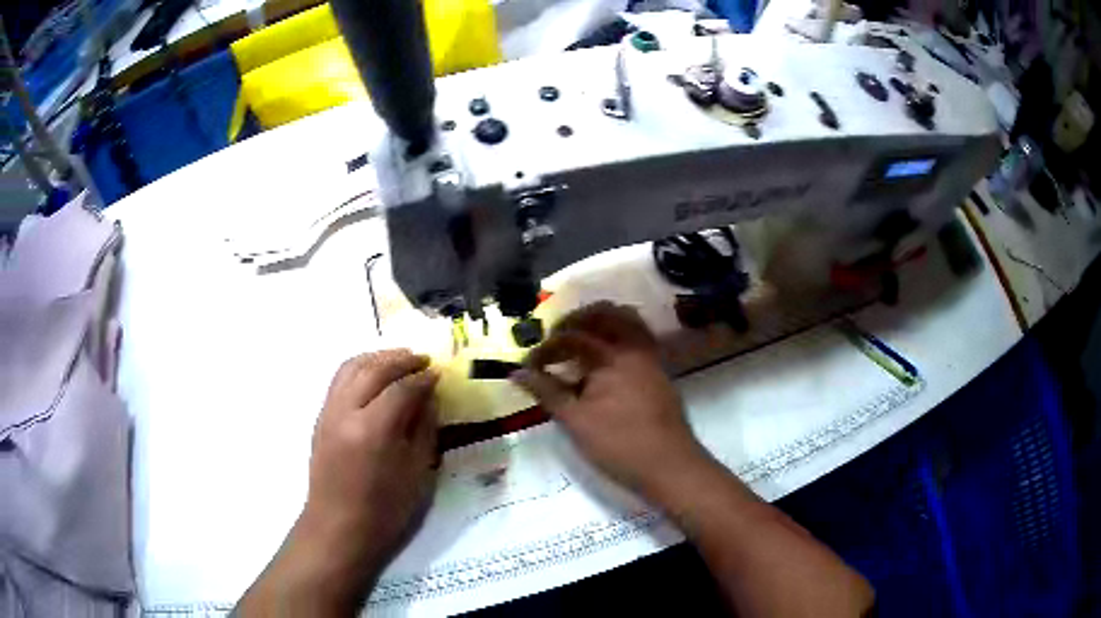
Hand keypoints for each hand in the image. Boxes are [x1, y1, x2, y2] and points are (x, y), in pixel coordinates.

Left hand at [302, 349, 439, 570]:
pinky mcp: (320, 417)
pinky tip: (374, 376)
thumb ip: (424, 429)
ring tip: (399, 360)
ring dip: (377, 358)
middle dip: (401, 360)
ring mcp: (328, 412)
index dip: (423, 378)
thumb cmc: (385, 510)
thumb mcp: (417, 472)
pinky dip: (359, 368)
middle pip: (374, 368)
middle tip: (423, 359)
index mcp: (373, 430)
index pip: (401, 388)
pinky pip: (339, 379)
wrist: (339, 527)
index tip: (439, 373)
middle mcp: (346, 412)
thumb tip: (429, 397)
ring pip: (351, 366)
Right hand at [510, 302, 710, 498]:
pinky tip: (604, 360)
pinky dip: (618, 337)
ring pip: (627, 322)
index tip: (528, 365)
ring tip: (578, 343)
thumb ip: (546, 392)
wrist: (669, 466)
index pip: (572, 337)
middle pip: (605, 314)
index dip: (546, 348)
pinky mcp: (660, 370)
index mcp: (613, 356)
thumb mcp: (575, 421)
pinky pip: (638, 338)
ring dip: (600, 325)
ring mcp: (651, 357)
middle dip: (576, 321)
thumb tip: (517, 372)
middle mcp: (635, 347)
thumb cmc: (619, 445)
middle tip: (555, 340)